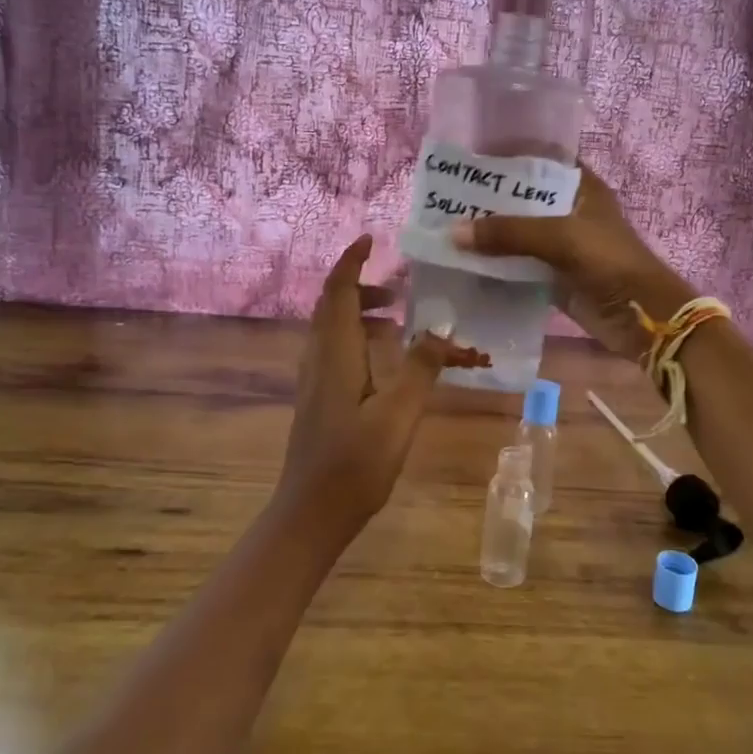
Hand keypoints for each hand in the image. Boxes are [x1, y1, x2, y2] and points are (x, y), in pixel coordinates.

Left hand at [280, 234, 486, 531]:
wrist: (310, 515)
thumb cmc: (355, 463)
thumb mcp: (399, 414)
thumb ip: (421, 369)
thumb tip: (442, 330)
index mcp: (334, 354)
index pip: (336, 291)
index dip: (351, 261)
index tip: (371, 239)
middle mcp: (318, 359)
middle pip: (331, 305)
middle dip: (361, 286)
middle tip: (399, 288)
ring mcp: (314, 381)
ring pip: (332, 329)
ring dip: (360, 313)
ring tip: (398, 319)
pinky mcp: (319, 399)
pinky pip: (336, 350)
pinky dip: (358, 338)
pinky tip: (386, 361)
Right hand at [451, 165, 695, 361]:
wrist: (644, 319)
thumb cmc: (610, 263)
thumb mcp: (561, 238)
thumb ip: (509, 232)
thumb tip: (453, 232)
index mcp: (580, 187)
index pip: (539, 159)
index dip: (507, 155)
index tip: (469, 157)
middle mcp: (568, 211)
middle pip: (522, 199)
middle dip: (487, 199)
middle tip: (444, 197)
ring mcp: (561, 245)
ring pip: (517, 233)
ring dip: (488, 234)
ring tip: (444, 228)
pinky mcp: (554, 276)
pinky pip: (517, 265)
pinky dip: (494, 265)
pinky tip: (463, 264)